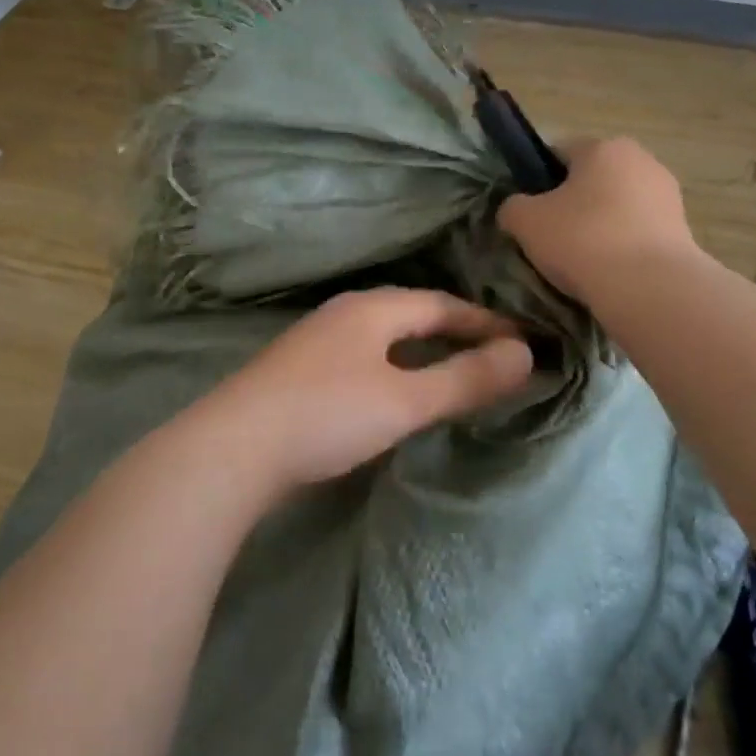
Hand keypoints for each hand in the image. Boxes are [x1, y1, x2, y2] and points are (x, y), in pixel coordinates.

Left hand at [193, 289, 532, 494]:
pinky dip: (396, 367)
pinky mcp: (300, 372)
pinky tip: (396, 392)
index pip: (443, 305)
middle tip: (495, 355)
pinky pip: (365, 358)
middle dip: (457, 332)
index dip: (485, 322)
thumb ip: (465, 379)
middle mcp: (345, 314)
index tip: (522, 341)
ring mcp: (318, 341)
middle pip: (413, 315)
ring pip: (387, 337)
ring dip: (424, 350)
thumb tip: (524, 355)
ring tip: (454, 371)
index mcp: (373, 308)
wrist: (232, 450)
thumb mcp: (405, 400)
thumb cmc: (327, 416)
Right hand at [497, 137, 699, 299]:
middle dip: (572, 204)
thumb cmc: (583, 240)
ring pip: (617, 206)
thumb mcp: (526, 222)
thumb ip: (513, 207)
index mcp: (603, 147)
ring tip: (581, 263)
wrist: (650, 288)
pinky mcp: (683, 229)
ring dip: (600, 226)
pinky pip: (638, 232)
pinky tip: (609, 273)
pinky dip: (623, 246)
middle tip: (551, 239)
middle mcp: (641, 159)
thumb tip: (516, 209)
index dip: (537, 179)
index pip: (559, 152)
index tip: (529, 212)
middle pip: (592, 179)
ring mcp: (667, 194)